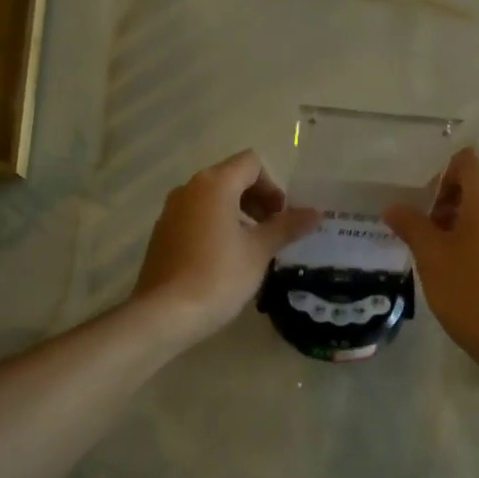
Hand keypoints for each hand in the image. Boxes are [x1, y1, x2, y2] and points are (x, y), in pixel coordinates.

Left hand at [132, 150, 319, 345]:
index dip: (273, 186)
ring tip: (252, 246)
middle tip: (272, 231)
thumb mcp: (259, 251)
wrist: (165, 314)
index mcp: (214, 184)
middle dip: (257, 199)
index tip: (281, 217)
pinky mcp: (162, 232)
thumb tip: (315, 213)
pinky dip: (216, 225)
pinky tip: (225, 258)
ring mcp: (171, 210)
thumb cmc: (218, 276)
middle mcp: (189, 188)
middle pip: (231, 177)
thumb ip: (287, 227)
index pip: (251, 163)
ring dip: (238, 212)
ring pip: (213, 197)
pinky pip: (196, 216)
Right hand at [384, 144, 478, 374]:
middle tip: (430, 234)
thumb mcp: (430, 256)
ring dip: (463, 223)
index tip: (429, 208)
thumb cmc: (469, 290)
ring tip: (444, 258)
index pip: (469, 159)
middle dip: (450, 202)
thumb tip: (393, 207)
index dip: (444, 174)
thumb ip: (411, 225)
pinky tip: (466, 275)